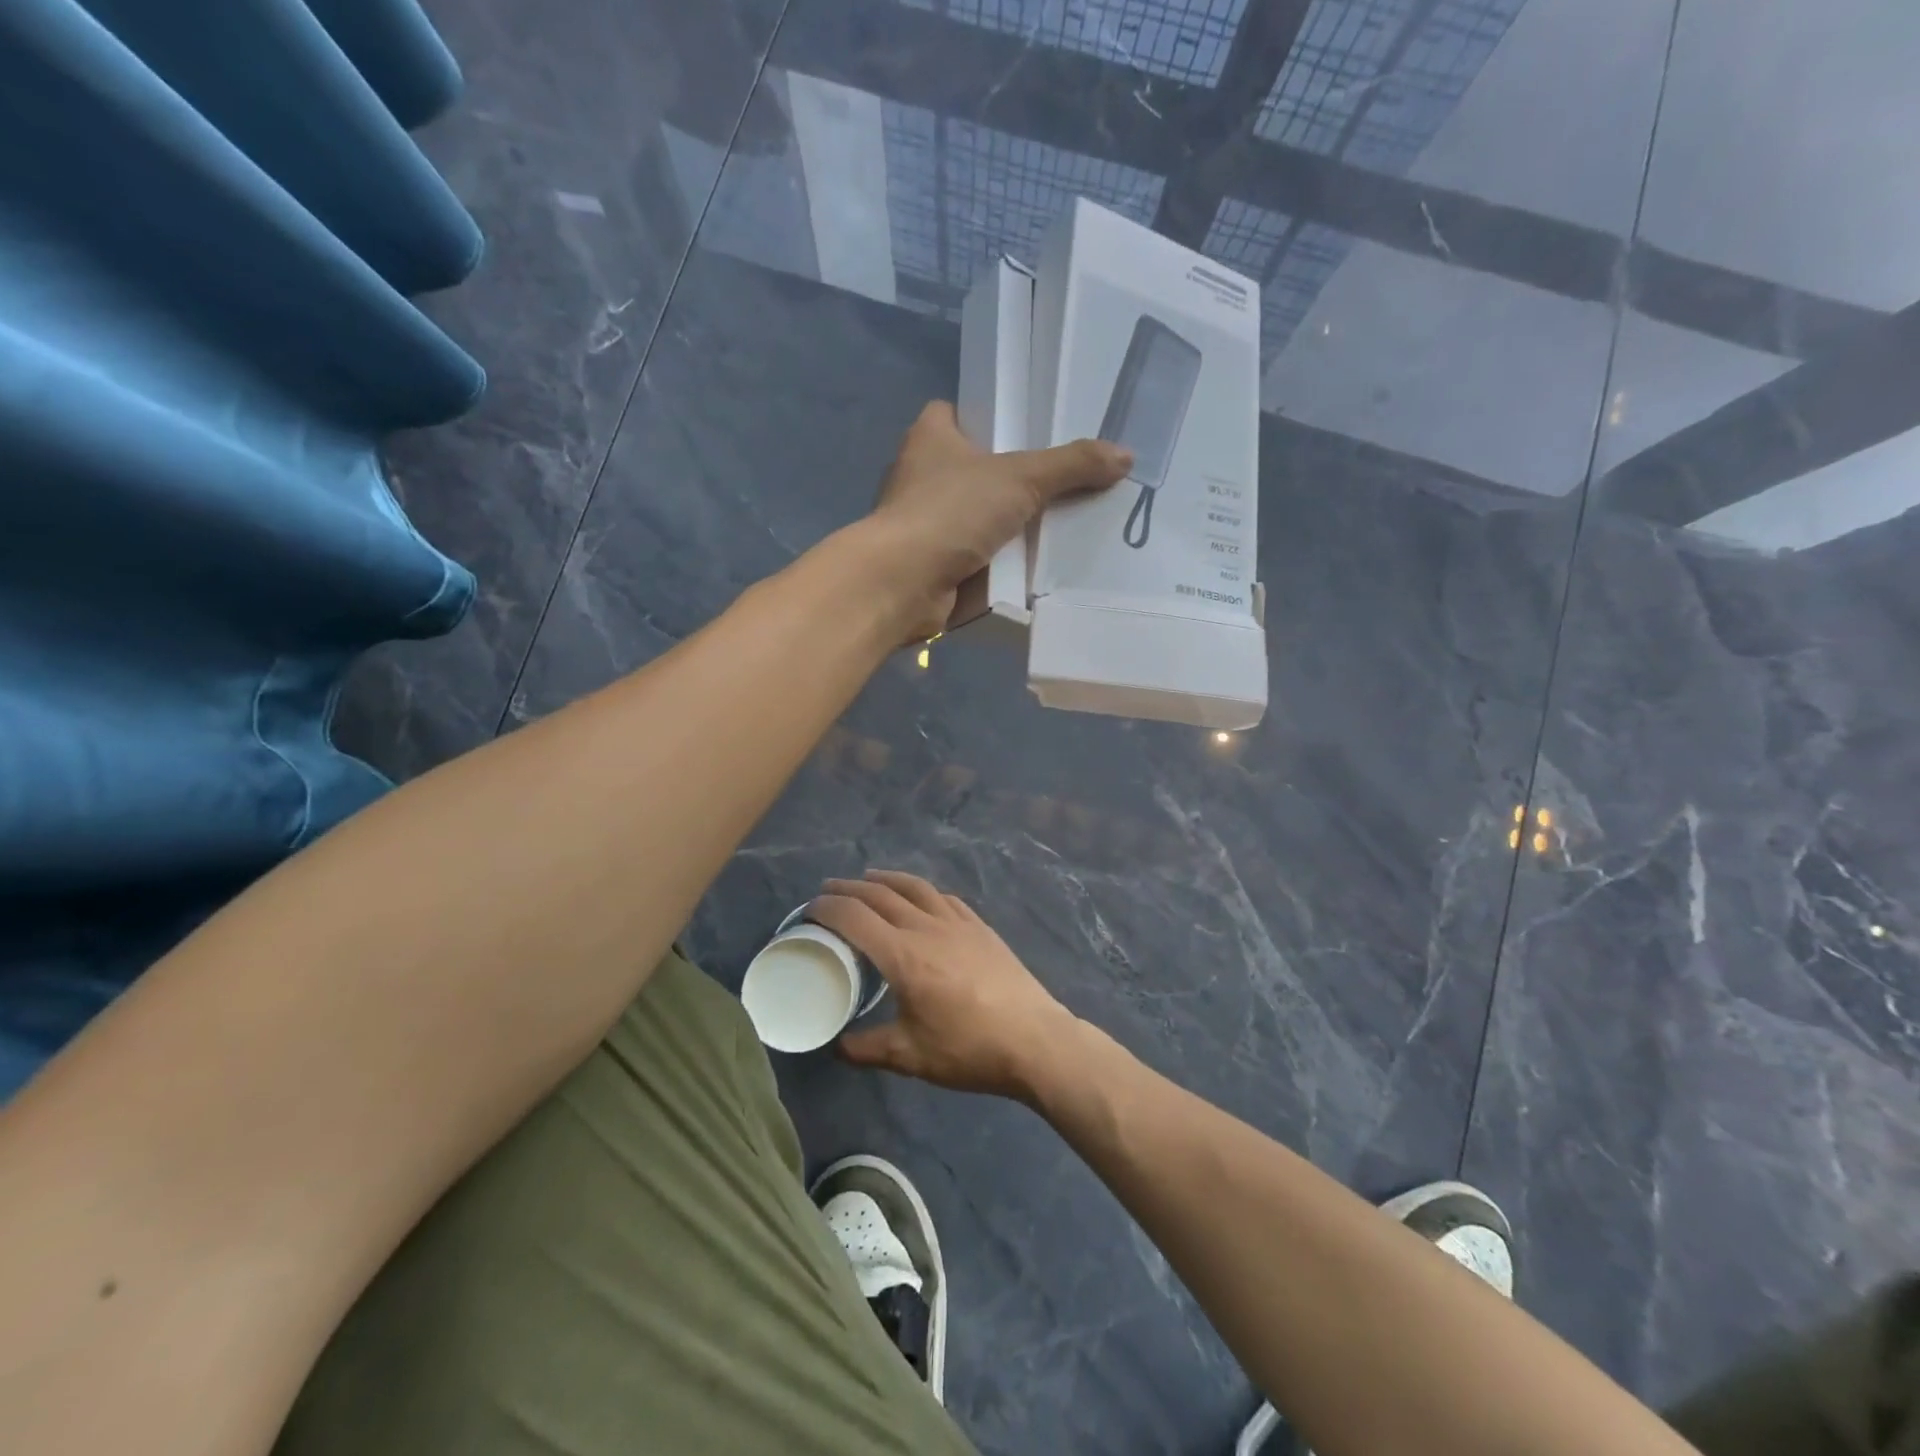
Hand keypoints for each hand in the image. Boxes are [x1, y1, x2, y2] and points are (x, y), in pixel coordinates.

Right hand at [808, 870, 1083, 1100]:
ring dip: (885, 879)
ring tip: (868, 879)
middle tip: (827, 891)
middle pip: (880, 895)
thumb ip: (867, 1049)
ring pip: (914, 888)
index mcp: (903, 956)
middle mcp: (927, 928)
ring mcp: (958, 923)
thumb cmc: (969, 1049)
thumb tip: (838, 1046)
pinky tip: (920, 897)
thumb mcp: (910, 1056)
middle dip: (848, 889)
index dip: (827, 909)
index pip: (854, 918)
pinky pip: (943, 897)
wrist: (1034, 1040)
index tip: (809, 910)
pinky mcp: (980, 927)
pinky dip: (921, 891)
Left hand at [861, 402, 1130, 641]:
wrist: (903, 584)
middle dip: (1016, 477)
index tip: (1033, 429)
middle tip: (1069, 479)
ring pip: (980, 516)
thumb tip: (1125, 455)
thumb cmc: (950, 512)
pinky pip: (979, 555)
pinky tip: (1042, 564)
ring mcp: (927, 524)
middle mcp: (922, 476)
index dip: (993, 417)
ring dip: (1013, 524)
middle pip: (978, 468)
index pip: (960, 412)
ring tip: (1069, 521)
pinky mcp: (935, 565)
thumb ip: (1071, 466)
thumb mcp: (1019, 479)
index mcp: (931, 437)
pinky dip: (1003, 561)